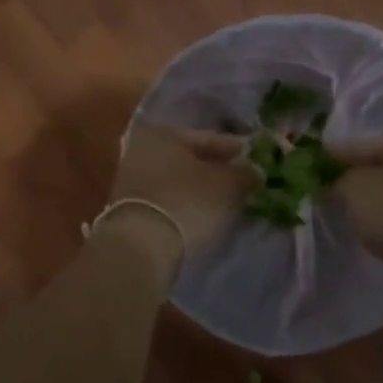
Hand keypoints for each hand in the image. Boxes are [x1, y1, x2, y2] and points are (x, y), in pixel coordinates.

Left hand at [103, 125, 253, 273]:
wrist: (142, 248)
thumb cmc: (188, 202)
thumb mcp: (227, 185)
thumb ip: (244, 174)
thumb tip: (252, 172)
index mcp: (161, 134)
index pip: (207, 138)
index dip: (234, 149)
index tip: (253, 159)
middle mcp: (140, 152)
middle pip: (189, 161)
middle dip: (214, 171)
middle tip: (242, 182)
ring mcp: (130, 183)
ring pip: (177, 182)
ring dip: (200, 191)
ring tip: (226, 203)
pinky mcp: (129, 212)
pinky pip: (167, 202)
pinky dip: (185, 206)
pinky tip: (203, 218)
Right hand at [327, 130, 382, 279]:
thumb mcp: (354, 188)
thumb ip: (335, 180)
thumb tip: (329, 183)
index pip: (357, 144)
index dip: (328, 158)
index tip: (303, 170)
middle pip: (380, 168)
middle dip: (353, 181)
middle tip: (322, 196)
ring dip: (374, 204)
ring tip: (345, 218)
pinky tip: (375, 235)